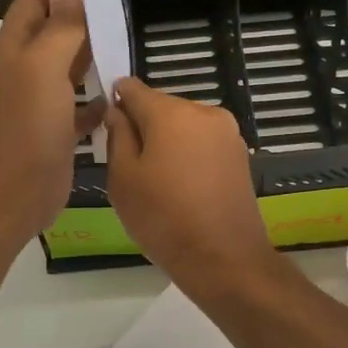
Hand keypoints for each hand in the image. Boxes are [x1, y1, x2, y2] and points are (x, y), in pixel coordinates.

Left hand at [0, 0, 104, 241]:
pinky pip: (79, 103)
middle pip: (53, 28)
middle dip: (81, 12)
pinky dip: (96, 95)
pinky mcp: (55, 128)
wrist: (14, 195)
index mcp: (14, 47)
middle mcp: (23, 68)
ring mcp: (38, 100)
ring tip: (125, 37)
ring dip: (91, 51)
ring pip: (68, 64)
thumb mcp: (43, 68)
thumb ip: (59, 25)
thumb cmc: (27, 127)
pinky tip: (118, 93)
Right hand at [105, 78, 276, 290]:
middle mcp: (204, 112)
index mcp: (172, 113)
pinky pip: (203, 143)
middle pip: (162, 106)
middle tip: (130, 165)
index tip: (107, 127)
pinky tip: (182, 187)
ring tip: (158, 182)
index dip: (116, 101)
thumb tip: (117, 112)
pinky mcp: (240, 155)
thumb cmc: (164, 219)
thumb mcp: (123, 179)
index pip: (133, 88)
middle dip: (144, 126)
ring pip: (184, 125)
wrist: (224, 258)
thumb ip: (117, 136)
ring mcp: (228, 133)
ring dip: (168, 142)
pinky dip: (189, 155)